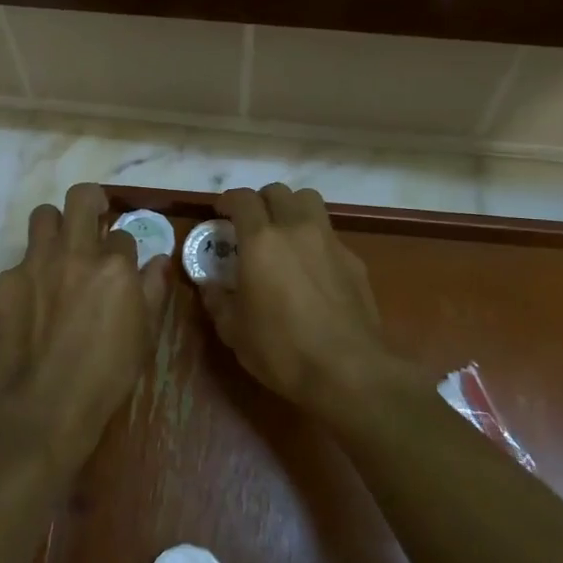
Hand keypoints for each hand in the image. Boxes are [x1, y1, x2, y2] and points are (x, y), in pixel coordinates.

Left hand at [0, 182, 169, 471]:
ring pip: (42, 216)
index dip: (124, 247)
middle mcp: (74, 252)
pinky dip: (31, 273)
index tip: (123, 262)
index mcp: (115, 264)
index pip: (122, 233)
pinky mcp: (6, 281)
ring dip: (56, 227)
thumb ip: (154, 289)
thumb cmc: (108, 372)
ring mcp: (35, 263)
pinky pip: (20, 261)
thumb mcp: (147, 332)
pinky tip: (34, 301)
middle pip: (80, 197)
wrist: (49, 402)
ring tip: (60, 251)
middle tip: (93, 219)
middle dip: (90, 202)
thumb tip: (160, 261)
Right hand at [199, 184, 399, 417]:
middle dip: (260, 202)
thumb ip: (217, 300)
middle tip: (250, 225)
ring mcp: (330, 242)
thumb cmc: (281, 349)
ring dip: (291, 208)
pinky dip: (314, 238)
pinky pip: (329, 233)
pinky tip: (311, 268)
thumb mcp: (234, 331)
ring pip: (309, 201)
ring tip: (283, 234)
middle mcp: (296, 229)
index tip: (220, 213)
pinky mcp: (354, 260)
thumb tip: (208, 285)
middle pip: (278, 192)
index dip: (228, 201)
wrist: (349, 370)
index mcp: (261, 241)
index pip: (243, 199)